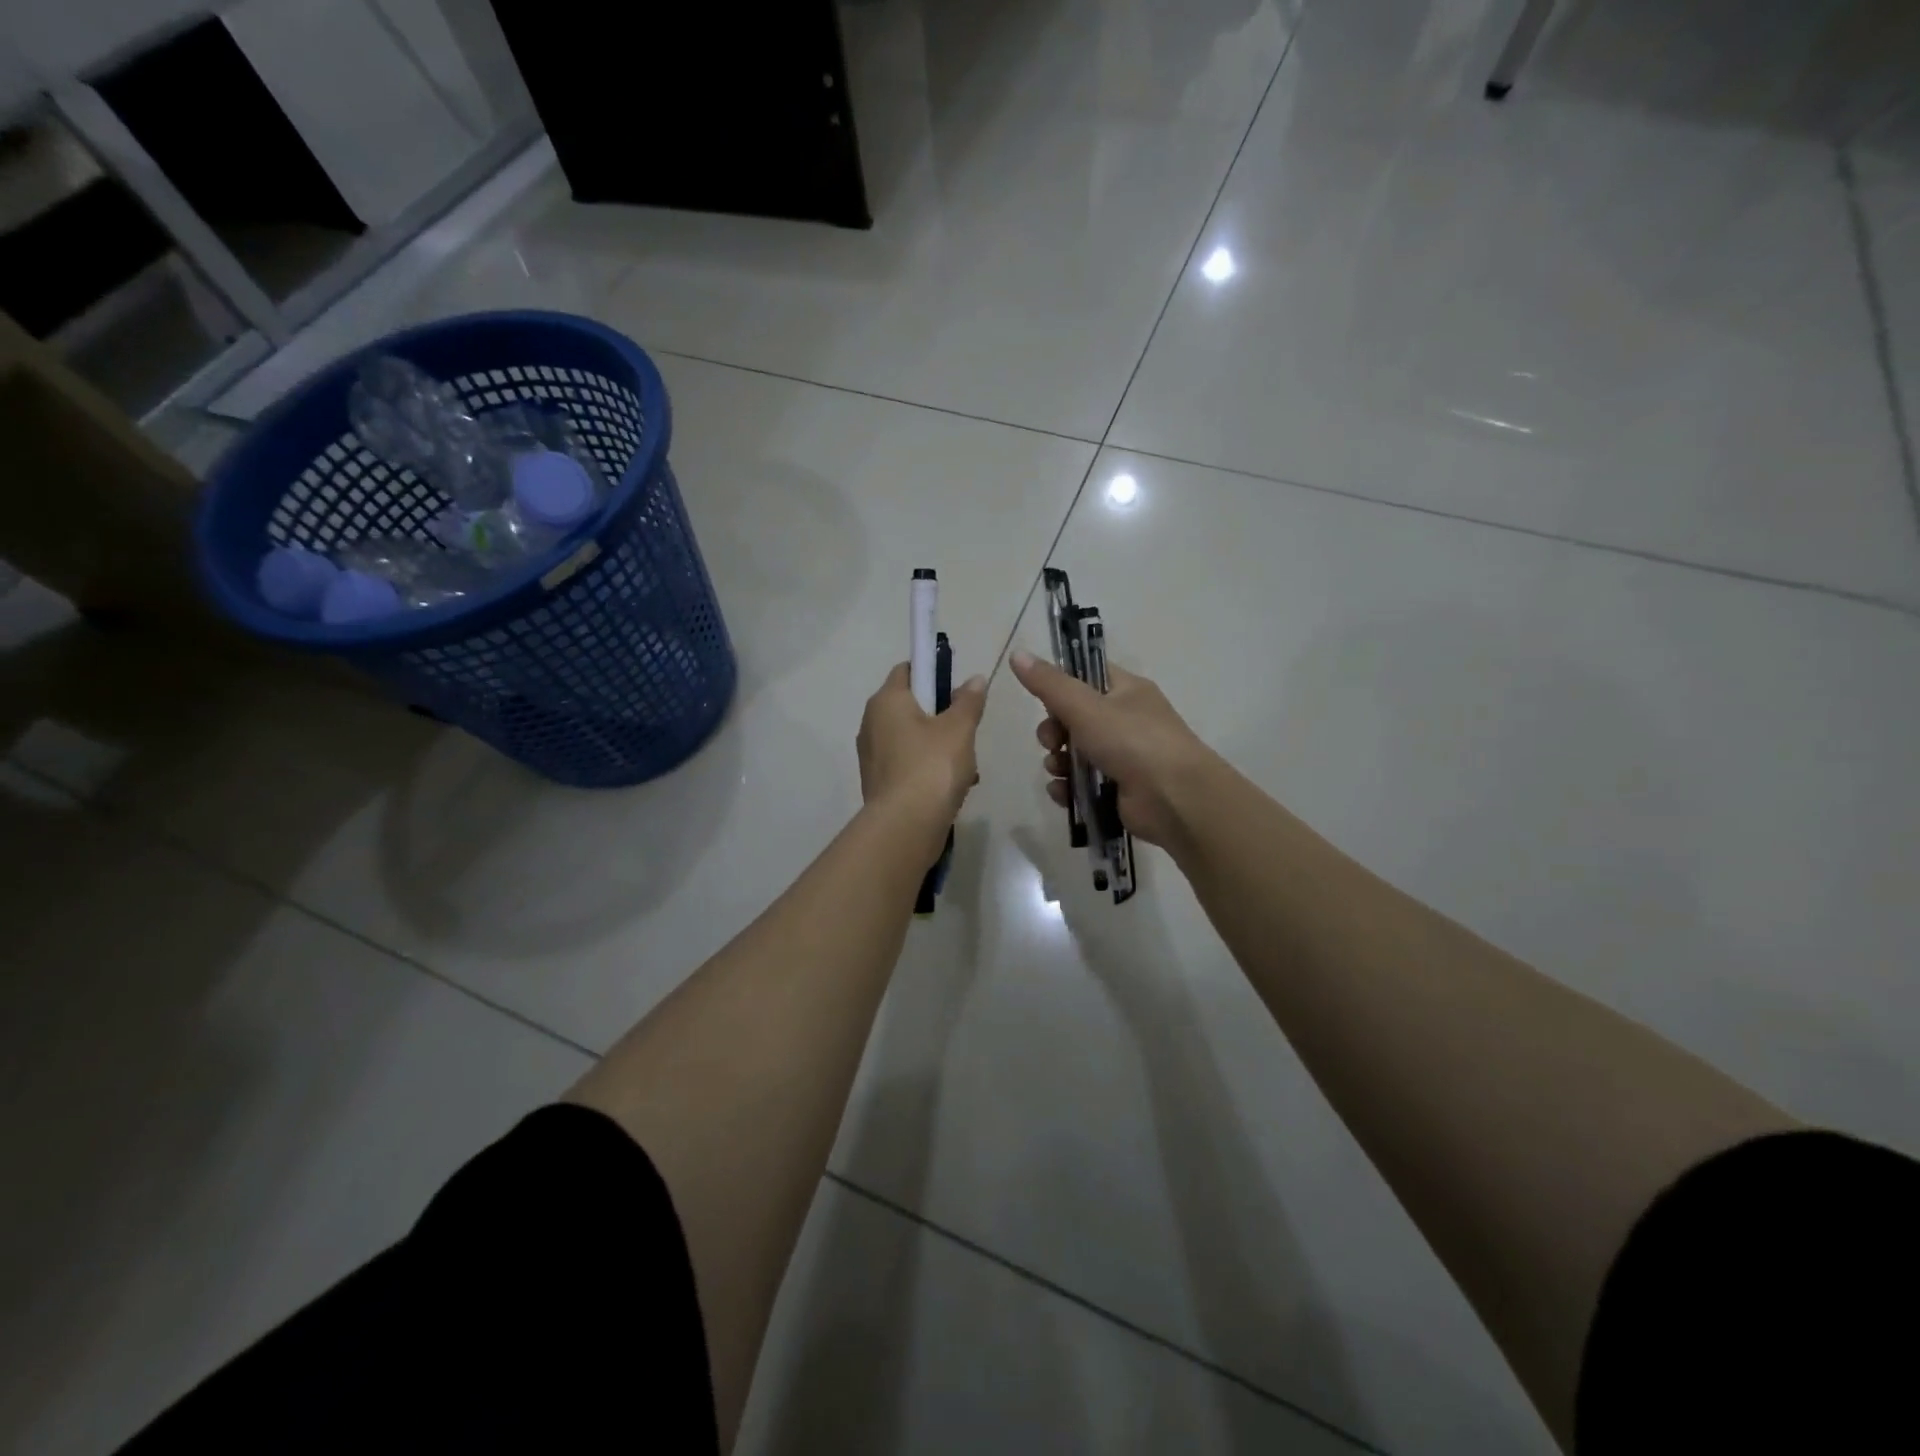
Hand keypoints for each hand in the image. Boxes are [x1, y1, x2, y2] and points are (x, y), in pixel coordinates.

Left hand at [857, 662, 987, 860]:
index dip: (933, 673)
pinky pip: (907, 764)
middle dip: (941, 715)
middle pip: (911, 706)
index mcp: (886, 701)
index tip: (956, 689)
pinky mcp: (878, 782)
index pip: (907, 670)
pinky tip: (954, 787)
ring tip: (967, 766)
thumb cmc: (933, 766)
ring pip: (912, 738)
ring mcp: (872, 755)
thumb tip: (974, 679)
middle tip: (966, 730)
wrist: (906, 825)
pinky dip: (928, 769)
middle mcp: (871, 723)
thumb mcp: (960, 729)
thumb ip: (968, 701)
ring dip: (939, 746)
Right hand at [1008, 650, 1214, 850]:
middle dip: (1054, 730)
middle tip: (1052, 742)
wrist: (1175, 799)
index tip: (1043, 700)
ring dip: (1058, 761)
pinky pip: (1082, 783)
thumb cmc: (1132, 742)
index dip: (1061, 686)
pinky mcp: (1118, 789)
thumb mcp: (1085, 707)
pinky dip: (1068, 787)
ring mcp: (1124, 756)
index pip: (1087, 676)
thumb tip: (1016, 653)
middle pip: (1075, 718)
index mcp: (1126, 691)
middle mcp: (1127, 720)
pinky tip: (1061, 793)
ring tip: (1058, 770)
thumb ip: (1049, 683)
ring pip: (1076, 752)